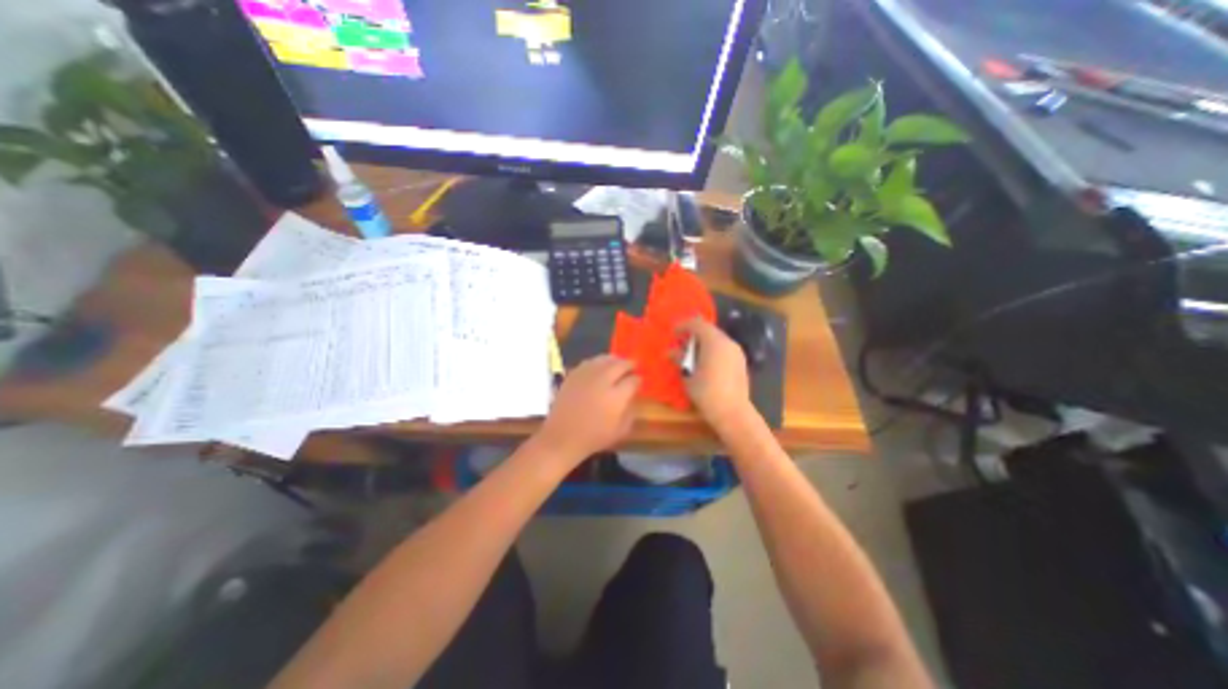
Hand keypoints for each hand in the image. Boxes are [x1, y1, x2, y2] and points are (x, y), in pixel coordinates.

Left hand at [534, 354, 637, 462]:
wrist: (563, 437)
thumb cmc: (594, 437)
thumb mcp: (620, 430)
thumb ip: (630, 411)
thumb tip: (632, 396)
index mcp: (616, 397)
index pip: (632, 380)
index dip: (638, 379)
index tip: (639, 380)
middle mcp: (602, 381)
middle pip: (619, 365)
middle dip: (629, 364)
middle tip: (633, 366)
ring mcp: (586, 376)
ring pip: (604, 359)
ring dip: (614, 360)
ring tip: (618, 362)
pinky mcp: (573, 375)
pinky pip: (589, 362)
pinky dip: (598, 362)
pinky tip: (600, 366)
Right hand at [675, 317, 754, 426]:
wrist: (732, 412)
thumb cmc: (706, 392)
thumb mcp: (688, 375)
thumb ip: (680, 359)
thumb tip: (670, 352)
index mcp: (714, 341)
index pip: (697, 324)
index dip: (683, 326)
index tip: (673, 333)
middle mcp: (728, 342)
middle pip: (708, 330)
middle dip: (693, 334)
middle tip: (680, 344)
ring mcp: (737, 352)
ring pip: (717, 339)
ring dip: (703, 343)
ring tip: (691, 355)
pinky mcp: (740, 362)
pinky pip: (723, 349)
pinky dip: (712, 350)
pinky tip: (704, 363)